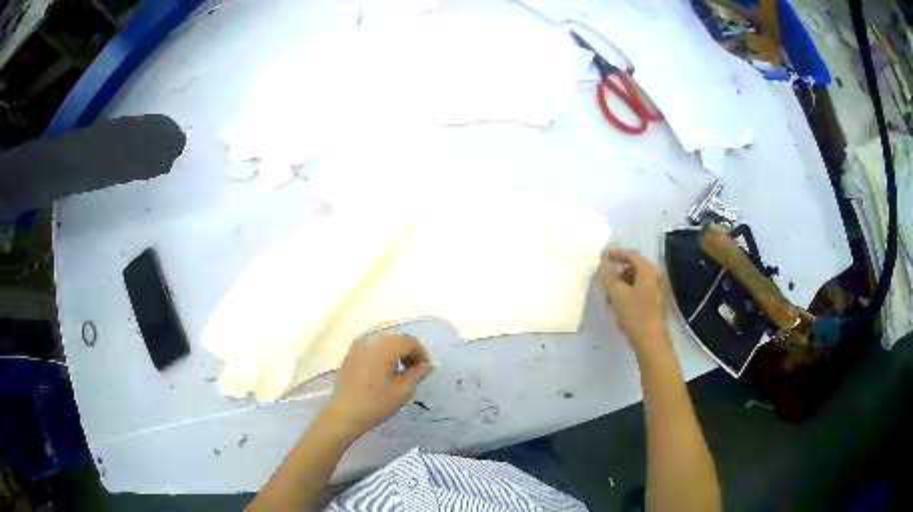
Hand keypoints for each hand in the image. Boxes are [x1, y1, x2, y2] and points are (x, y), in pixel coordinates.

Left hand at [324, 332, 431, 438]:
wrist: (344, 414)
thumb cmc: (375, 404)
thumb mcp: (402, 392)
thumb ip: (416, 374)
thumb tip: (425, 366)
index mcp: (383, 347)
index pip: (409, 341)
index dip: (421, 354)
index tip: (425, 370)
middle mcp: (369, 341)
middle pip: (396, 339)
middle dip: (408, 352)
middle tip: (413, 370)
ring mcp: (356, 347)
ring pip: (383, 342)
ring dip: (394, 353)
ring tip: (398, 372)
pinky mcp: (349, 356)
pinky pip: (371, 348)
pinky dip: (381, 355)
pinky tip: (382, 373)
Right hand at [599, 248, 668, 354]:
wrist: (651, 340)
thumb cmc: (635, 314)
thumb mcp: (617, 294)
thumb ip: (608, 278)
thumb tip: (603, 266)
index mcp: (648, 272)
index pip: (632, 256)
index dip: (618, 253)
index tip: (605, 254)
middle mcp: (654, 278)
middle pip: (634, 268)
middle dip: (618, 270)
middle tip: (605, 276)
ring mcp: (655, 292)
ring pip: (635, 281)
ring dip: (621, 283)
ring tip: (608, 293)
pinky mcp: (652, 304)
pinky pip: (638, 291)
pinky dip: (627, 292)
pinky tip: (617, 304)